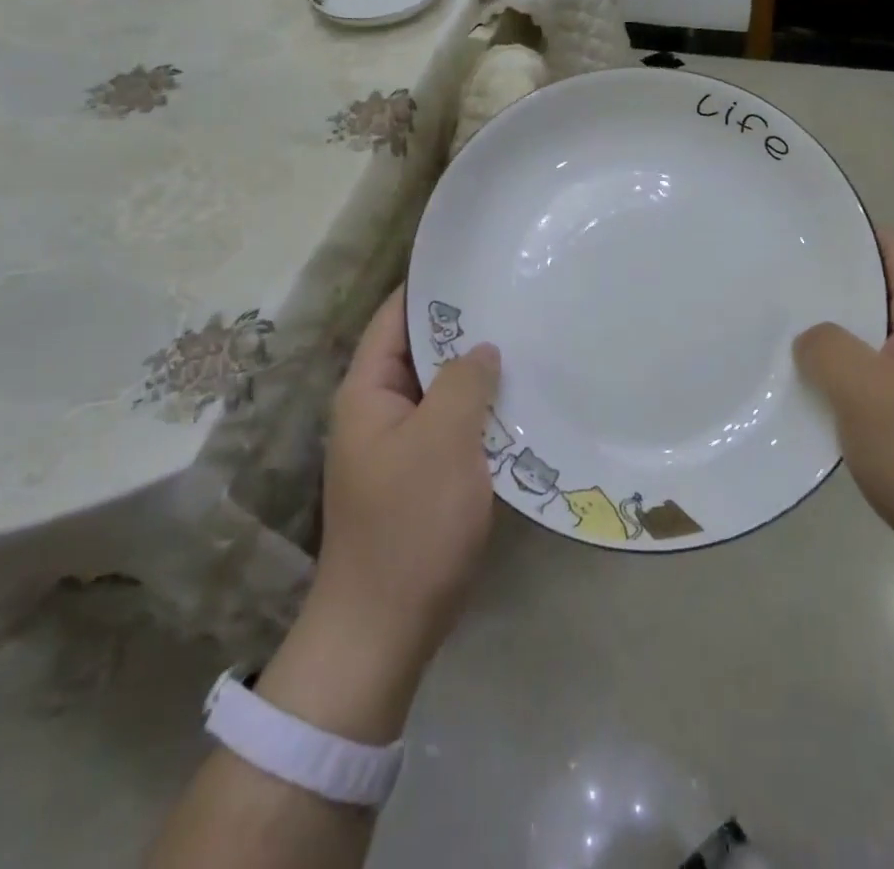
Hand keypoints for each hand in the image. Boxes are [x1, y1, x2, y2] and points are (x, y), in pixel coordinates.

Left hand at [255, 287, 499, 743]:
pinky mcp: (422, 476)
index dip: (430, 287)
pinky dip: (480, 410)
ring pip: (441, 389)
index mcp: (367, 391)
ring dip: (475, 371)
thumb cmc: (410, 524)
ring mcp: (400, 445)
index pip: (395, 318)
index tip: (475, 264)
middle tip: (514, 299)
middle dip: (463, 327)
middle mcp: (378, 410)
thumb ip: (463, 382)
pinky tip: (518, 400)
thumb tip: (481, 347)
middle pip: (420, 351)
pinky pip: (452, 425)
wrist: (384, 629)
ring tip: (526, 340)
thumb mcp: (441, 441)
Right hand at [794, 228, 893, 585]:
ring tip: (777, 324)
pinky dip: (834, 370)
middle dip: (830, 281)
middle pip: (877, 289)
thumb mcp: (866, 389)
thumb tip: (810, 339)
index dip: (854, 232)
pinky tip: (799, 380)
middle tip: (776, 277)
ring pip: (866, 335)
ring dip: (828, 330)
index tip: (803, 233)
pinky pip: (864, 374)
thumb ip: (827, 347)